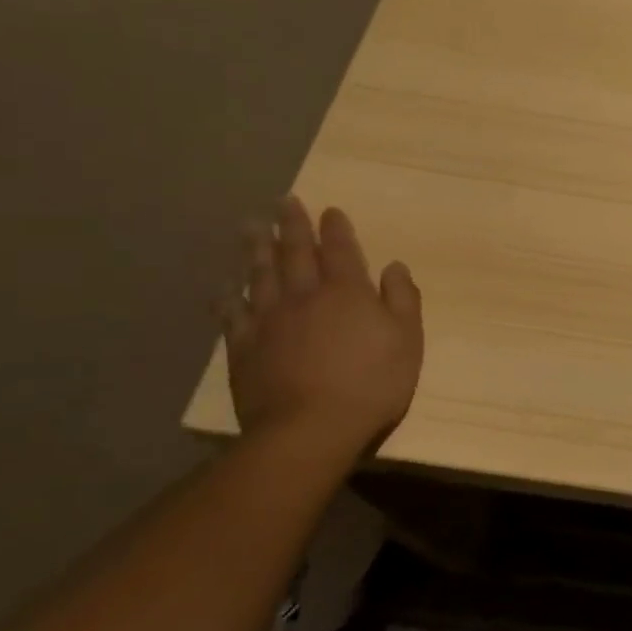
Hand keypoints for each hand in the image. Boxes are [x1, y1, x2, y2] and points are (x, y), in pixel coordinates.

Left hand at [220, 197, 423, 451]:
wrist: (310, 429)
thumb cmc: (371, 383)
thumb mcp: (407, 339)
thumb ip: (402, 299)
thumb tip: (395, 266)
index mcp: (347, 292)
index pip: (341, 250)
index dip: (336, 228)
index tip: (330, 210)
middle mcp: (305, 295)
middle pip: (296, 253)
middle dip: (292, 226)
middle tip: (284, 201)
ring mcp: (270, 320)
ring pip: (260, 274)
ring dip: (257, 248)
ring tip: (251, 226)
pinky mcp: (244, 348)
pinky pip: (233, 314)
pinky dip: (228, 296)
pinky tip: (224, 285)